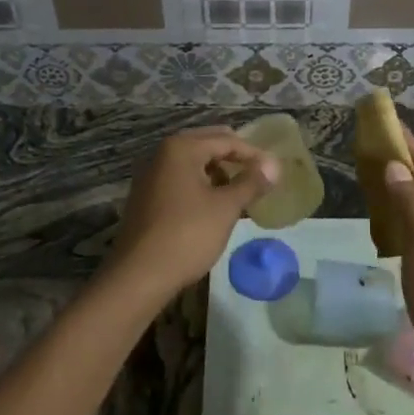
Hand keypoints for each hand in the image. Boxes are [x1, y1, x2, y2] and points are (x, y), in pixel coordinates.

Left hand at [102, 126, 277, 299]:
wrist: (139, 274)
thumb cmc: (187, 234)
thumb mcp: (225, 208)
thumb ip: (251, 183)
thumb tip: (274, 165)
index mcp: (181, 148)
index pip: (225, 140)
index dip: (253, 153)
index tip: (274, 170)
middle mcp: (162, 154)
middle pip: (206, 145)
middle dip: (233, 158)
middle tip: (259, 174)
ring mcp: (150, 176)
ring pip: (192, 164)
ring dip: (217, 173)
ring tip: (240, 192)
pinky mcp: (146, 198)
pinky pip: (180, 181)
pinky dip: (200, 186)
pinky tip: (214, 206)